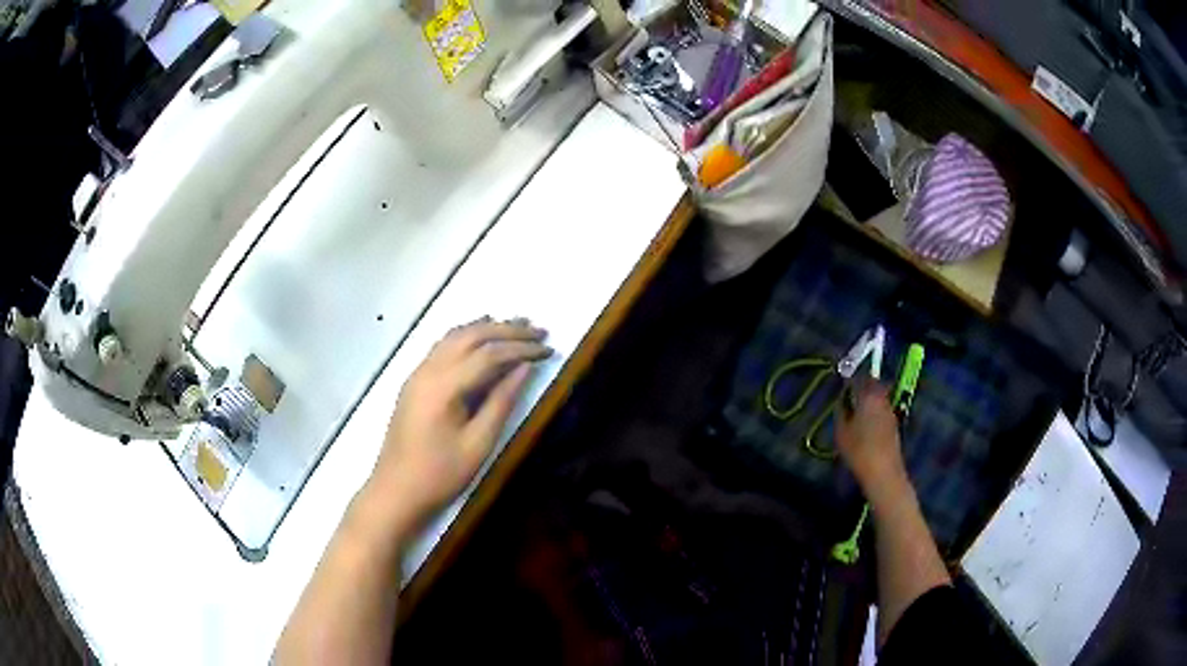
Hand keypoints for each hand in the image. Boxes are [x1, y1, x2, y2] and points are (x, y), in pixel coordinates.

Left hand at [363, 318, 551, 530]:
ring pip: (454, 336)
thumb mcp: (478, 444)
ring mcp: (418, 373)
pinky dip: (466, 336)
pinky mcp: (414, 382)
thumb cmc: (440, 474)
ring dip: (486, 328)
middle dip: (507, 330)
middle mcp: (429, 370)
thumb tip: (524, 368)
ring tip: (515, 324)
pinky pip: (442, 346)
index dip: (521, 349)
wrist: (396, 491)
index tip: (549, 349)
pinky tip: (479, 336)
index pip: (489, 354)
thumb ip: (501, 402)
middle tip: (538, 330)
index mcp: (444, 386)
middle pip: (472, 336)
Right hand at [835, 380, 906, 493]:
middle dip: (862, 386)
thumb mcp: (841, 432)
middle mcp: (882, 398)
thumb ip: (841, 412)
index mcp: (868, 396)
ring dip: (869, 398)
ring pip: (879, 396)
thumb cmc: (859, 450)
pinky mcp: (894, 422)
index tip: (842, 387)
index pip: (858, 379)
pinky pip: (882, 408)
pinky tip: (867, 423)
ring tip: (857, 410)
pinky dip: (875, 409)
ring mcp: (890, 410)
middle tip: (850, 395)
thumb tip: (842, 402)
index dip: (849, 381)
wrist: (883, 471)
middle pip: (873, 384)